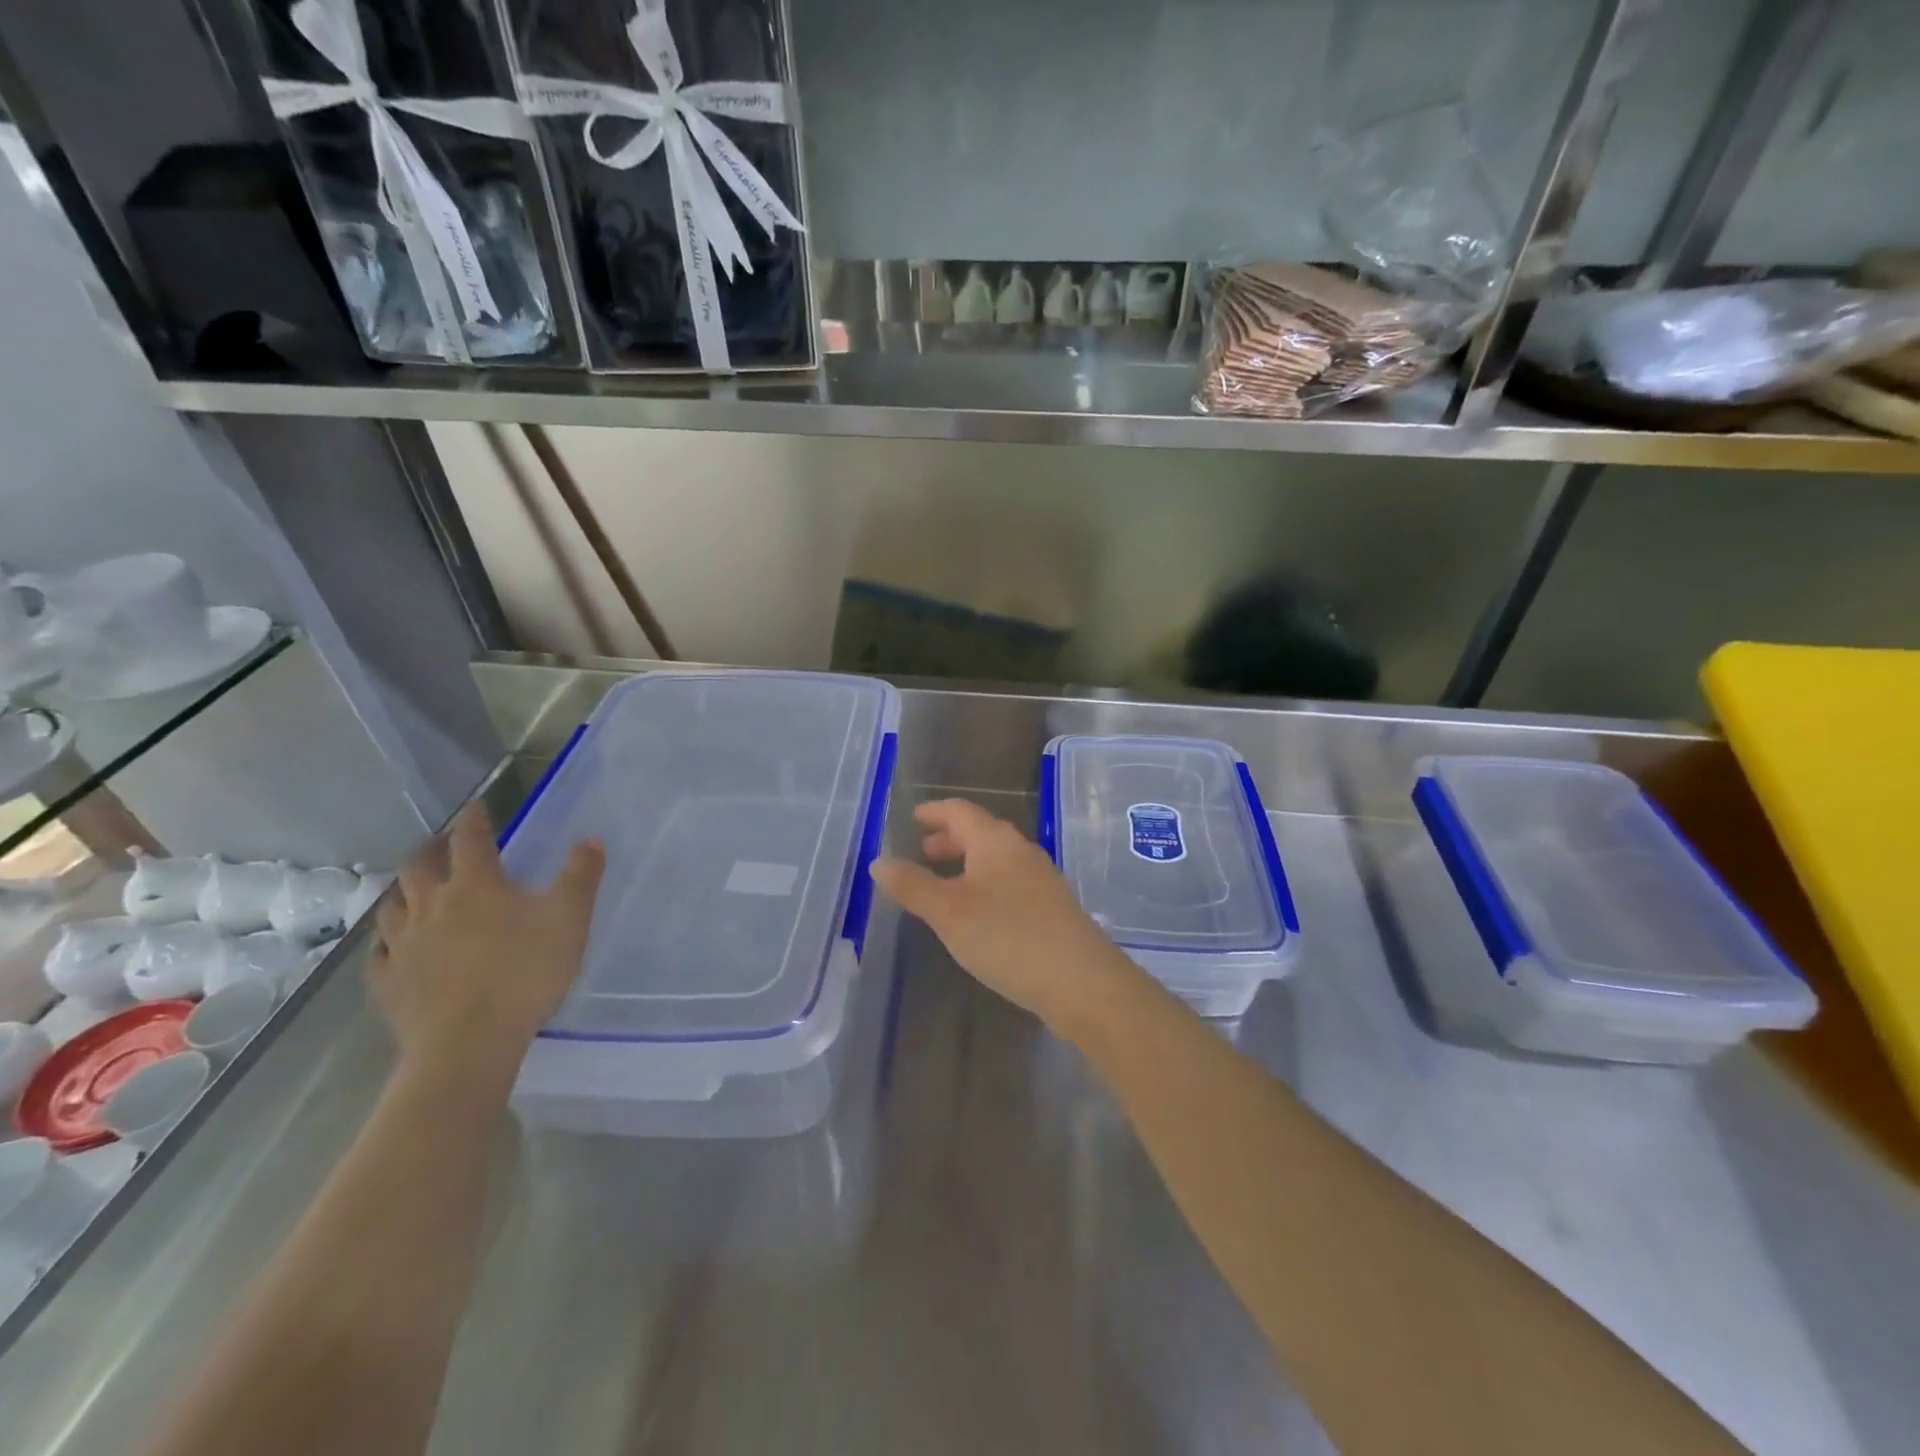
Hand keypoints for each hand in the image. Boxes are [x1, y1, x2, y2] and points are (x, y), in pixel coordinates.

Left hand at [370, 802, 605, 1073]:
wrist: (469, 1043)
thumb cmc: (525, 972)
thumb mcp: (570, 919)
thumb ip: (581, 876)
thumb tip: (591, 839)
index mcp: (476, 886)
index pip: (470, 840)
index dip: (474, 819)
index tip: (476, 806)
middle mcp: (432, 906)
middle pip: (419, 867)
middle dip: (431, 850)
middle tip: (441, 845)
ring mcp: (403, 946)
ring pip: (392, 907)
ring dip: (404, 892)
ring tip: (414, 890)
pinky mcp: (389, 983)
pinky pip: (379, 954)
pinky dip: (387, 942)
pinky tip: (393, 947)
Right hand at [871, 798, 1133, 1034]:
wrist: (1081, 981)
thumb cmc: (1008, 937)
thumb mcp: (949, 912)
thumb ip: (913, 885)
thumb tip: (879, 861)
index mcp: (995, 841)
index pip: (960, 811)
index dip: (934, 811)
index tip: (914, 817)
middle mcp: (1021, 850)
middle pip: (981, 832)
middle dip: (950, 839)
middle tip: (924, 852)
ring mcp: (1041, 878)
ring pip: (996, 858)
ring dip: (967, 863)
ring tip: (944, 884)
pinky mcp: (1051, 907)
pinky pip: (1009, 881)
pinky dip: (984, 884)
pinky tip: (977, 914)